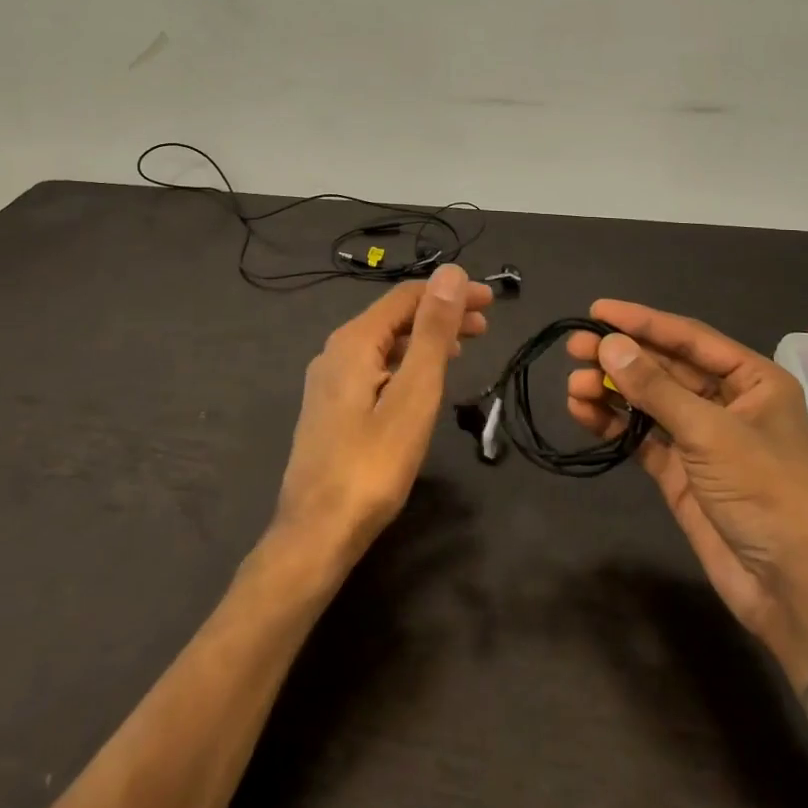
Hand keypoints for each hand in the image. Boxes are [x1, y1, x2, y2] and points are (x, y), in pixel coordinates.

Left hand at [273, 266, 492, 567]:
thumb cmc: (372, 464)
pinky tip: (424, 380)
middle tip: (485, 324)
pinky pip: (376, 367)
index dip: (450, 292)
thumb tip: (450, 273)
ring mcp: (329, 381)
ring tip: (464, 348)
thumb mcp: (413, 394)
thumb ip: (433, 332)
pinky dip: (407, 362)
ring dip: (426, 339)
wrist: (316, 534)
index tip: (491, 300)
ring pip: (386, 343)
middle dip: (441, 314)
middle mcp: (335, 351)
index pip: (407, 296)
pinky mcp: (332, 408)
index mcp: (353, 341)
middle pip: (395, 317)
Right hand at [567, 301, 807, 638]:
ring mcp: (702, 438)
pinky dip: (614, 424)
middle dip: (621, 357)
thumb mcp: (710, 432)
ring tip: (574, 386)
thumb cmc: (766, 492)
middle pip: (665, 367)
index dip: (642, 322)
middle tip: (575, 348)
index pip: (689, 338)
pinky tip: (583, 413)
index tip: (596, 311)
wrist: (793, 588)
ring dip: (612, 391)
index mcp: (752, 380)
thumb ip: (656, 388)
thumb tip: (609, 345)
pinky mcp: (681, 472)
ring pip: (649, 401)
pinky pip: (642, 436)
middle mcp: (727, 402)